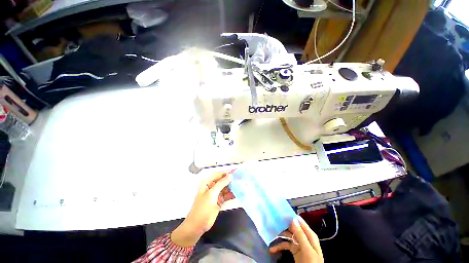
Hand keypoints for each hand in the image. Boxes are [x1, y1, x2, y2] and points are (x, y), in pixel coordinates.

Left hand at [171, 172, 233, 246]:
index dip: (226, 173)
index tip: (235, 171)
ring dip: (232, 187)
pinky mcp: (219, 201)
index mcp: (207, 183)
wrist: (197, 226)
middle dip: (230, 180)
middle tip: (240, 178)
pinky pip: (226, 196)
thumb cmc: (202, 208)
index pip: (218, 175)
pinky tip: (238, 193)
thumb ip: (221, 183)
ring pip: (225, 188)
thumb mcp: (211, 194)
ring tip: (241, 185)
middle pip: (222, 181)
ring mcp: (215, 195)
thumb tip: (230, 175)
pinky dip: (231, 194)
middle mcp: (212, 187)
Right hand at [270, 216, 323, 262]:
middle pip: (292, 228)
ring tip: (270, 235)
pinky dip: (279, 246)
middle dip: (282, 226)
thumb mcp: (307, 249)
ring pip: (288, 236)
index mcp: (309, 235)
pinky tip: (272, 248)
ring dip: (280, 236)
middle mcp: (304, 237)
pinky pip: (286, 245)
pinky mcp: (294, 250)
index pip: (299, 221)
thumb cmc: (312, 262)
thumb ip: (301, 235)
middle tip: (272, 223)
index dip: (290, 217)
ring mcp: (298, 244)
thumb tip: (293, 219)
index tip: (280, 213)